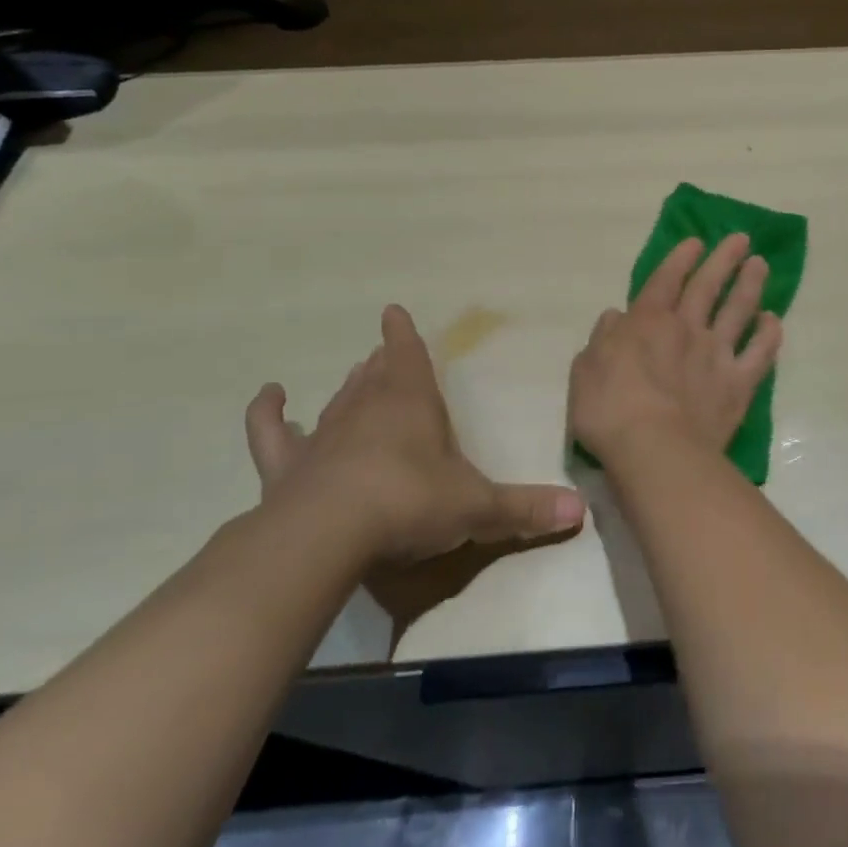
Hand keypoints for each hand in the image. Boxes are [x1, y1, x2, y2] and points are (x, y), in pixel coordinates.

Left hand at [246, 305, 584, 567]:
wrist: (330, 534)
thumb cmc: (412, 504)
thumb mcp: (477, 508)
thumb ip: (526, 510)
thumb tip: (579, 511)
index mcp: (413, 405)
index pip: (410, 358)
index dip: (404, 336)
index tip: (392, 312)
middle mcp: (366, 411)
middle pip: (375, 378)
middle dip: (383, 364)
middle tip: (383, 353)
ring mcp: (323, 437)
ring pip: (336, 401)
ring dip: (346, 388)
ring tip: (353, 371)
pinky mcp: (288, 467)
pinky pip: (272, 434)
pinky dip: (268, 415)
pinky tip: (269, 397)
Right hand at [569, 234, 782, 463]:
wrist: (656, 450)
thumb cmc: (609, 410)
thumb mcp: (586, 370)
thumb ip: (603, 339)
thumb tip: (615, 316)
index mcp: (647, 322)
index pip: (666, 280)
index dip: (680, 258)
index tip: (695, 241)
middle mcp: (687, 329)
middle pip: (707, 286)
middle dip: (723, 259)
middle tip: (741, 239)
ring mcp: (717, 355)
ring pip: (738, 310)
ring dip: (750, 285)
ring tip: (760, 265)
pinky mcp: (738, 384)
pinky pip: (760, 353)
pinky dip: (769, 335)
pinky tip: (773, 321)